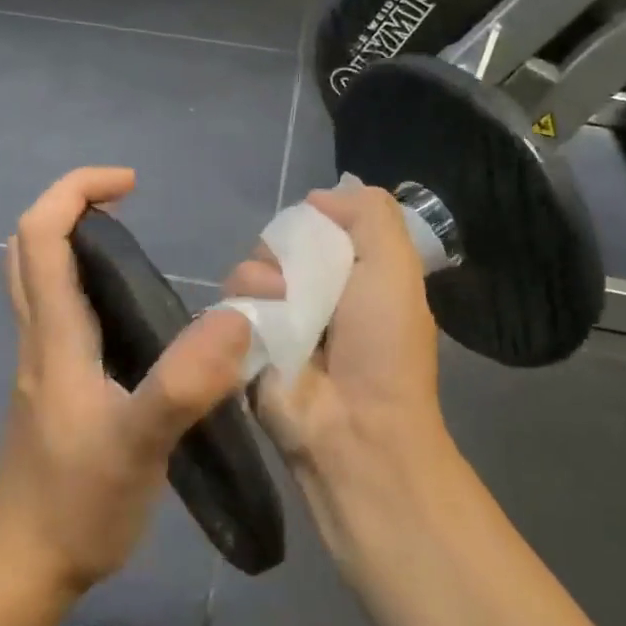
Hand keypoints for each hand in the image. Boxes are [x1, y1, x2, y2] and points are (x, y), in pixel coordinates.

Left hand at [0, 167, 252, 598]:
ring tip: (133, 248)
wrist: (22, 569)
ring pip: (39, 279)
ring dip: (74, 243)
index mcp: (55, 334)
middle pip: (28, 247)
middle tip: (125, 207)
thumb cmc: (75, 506)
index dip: (77, 189)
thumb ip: (183, 384)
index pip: (41, 233)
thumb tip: (236, 318)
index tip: (131, 185)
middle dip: (70, 207)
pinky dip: (84, 284)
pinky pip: (58, 313)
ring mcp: (41, 363)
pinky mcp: (51, 387)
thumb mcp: (137, 447)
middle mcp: (39, 337)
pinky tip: (132, 317)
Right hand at [226, 184, 449, 552]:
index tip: (317, 231)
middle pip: (278, 243)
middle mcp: (315, 292)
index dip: (315, 220)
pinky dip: (240, 305)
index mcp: (354, 273)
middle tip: (300, 276)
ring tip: (281, 305)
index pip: (319, 224)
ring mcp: (278, 319)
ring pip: (248, 269)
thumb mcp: (397, 265)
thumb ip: (370, 212)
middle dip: (284, 249)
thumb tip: (318, 198)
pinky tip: (256, 323)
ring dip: (262, 278)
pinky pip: (228, 304)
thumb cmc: (383, 345)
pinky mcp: (245, 343)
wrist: (353, 427)